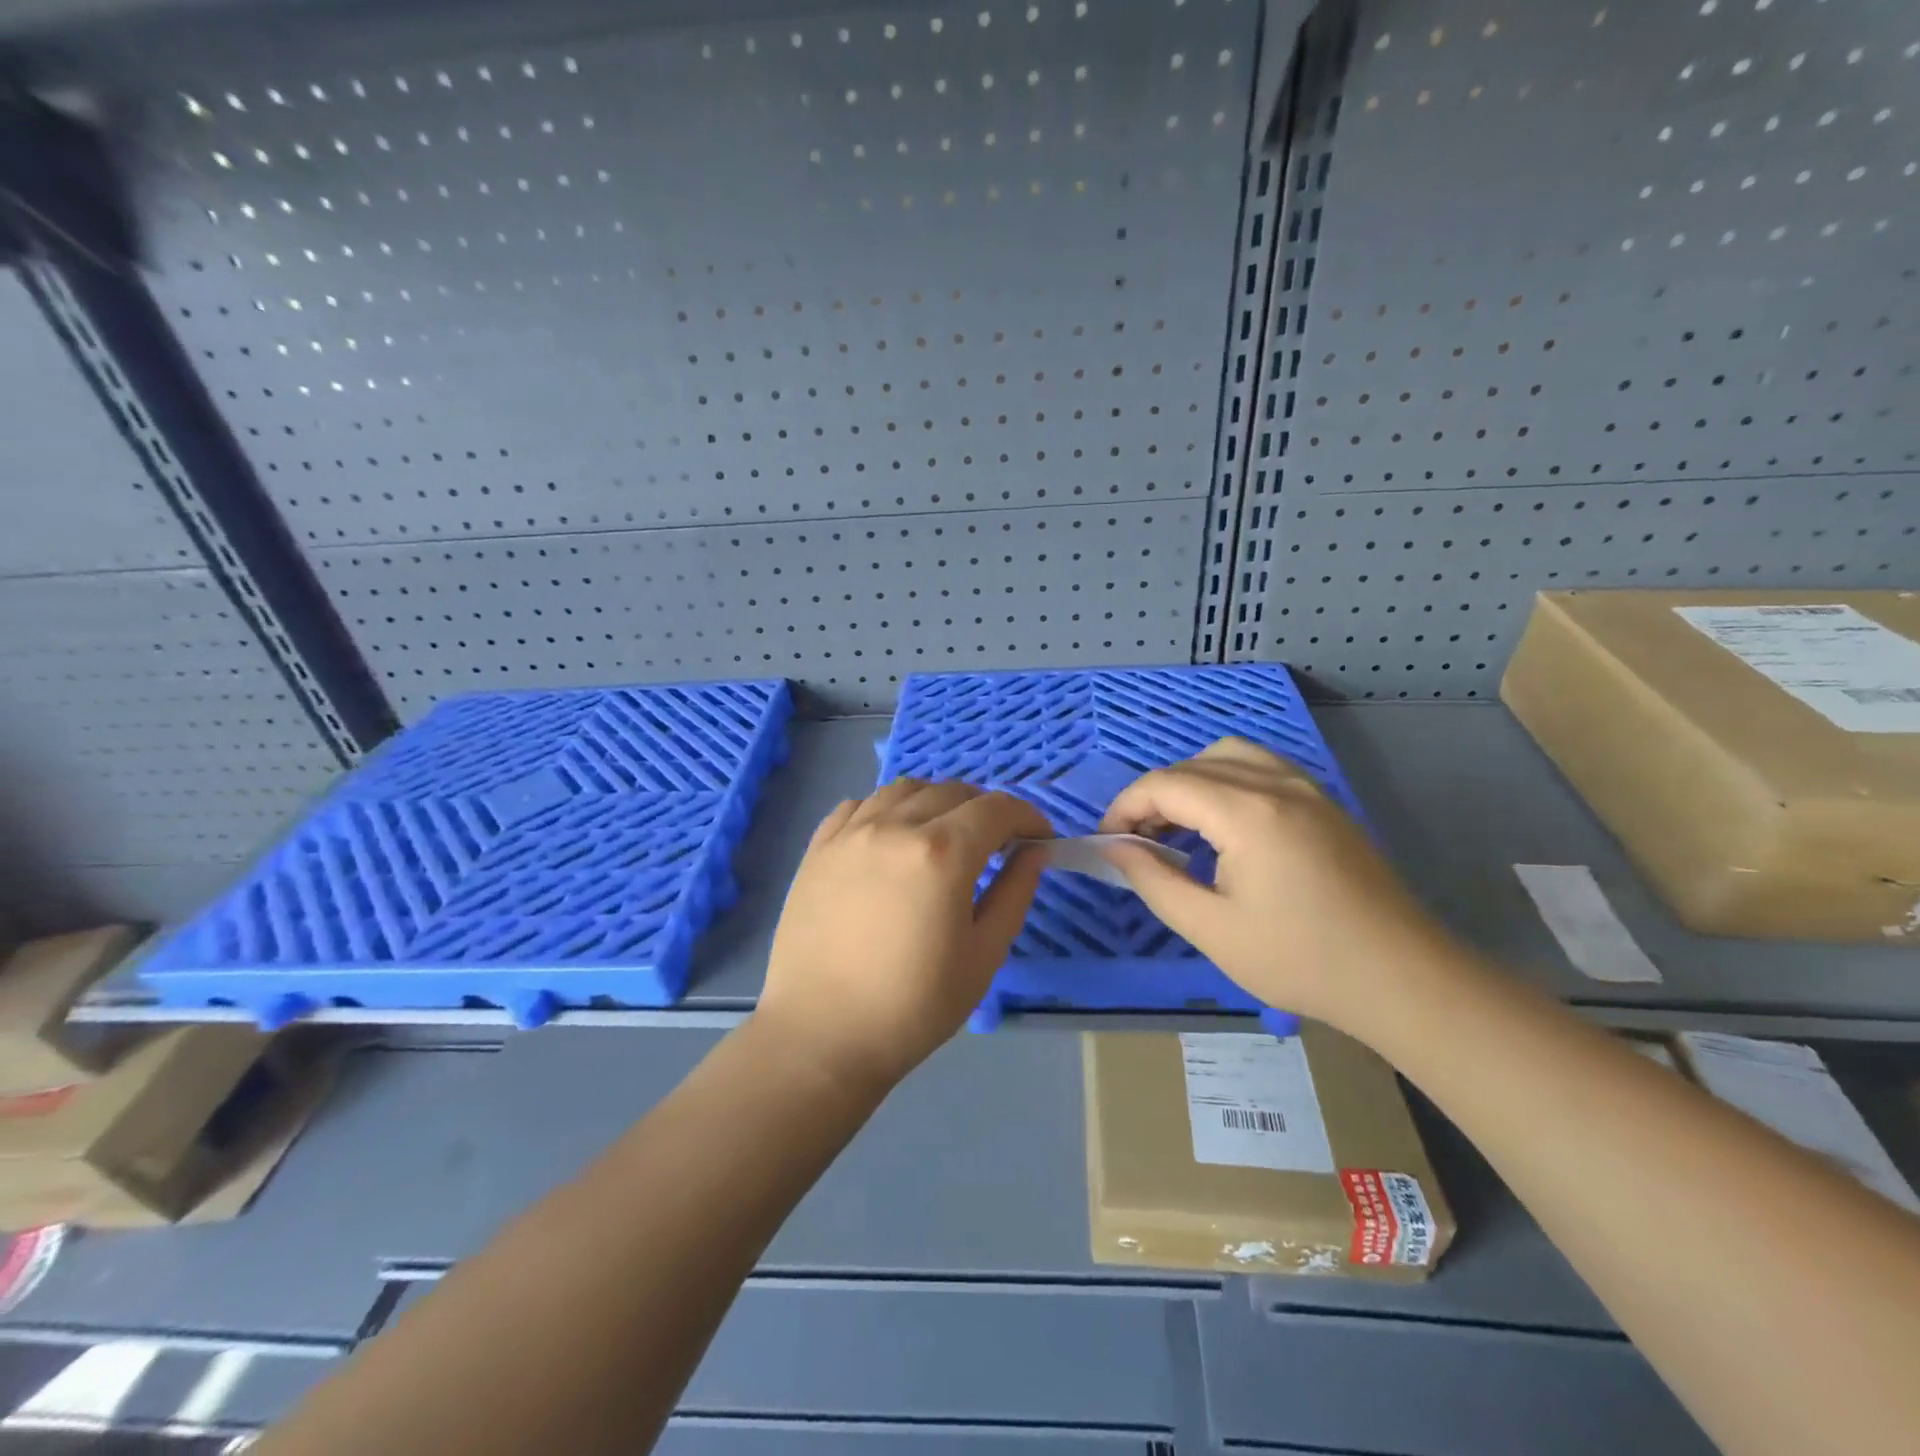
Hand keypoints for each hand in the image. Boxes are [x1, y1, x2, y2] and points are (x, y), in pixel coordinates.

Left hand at [757, 779, 1051, 1094]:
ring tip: (943, 835)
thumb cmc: (913, 1006)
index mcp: (942, 853)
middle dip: (985, 809)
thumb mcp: (983, 956)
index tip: (1039, 837)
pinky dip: (887, 809)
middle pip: (953, 791)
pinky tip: (891, 839)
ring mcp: (851, 832)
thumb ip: (1014, 894)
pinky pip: (860, 805)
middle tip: (996, 843)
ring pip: (905, 790)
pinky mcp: (819, 847)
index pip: (997, 808)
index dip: (1027, 816)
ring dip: (936, 802)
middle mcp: (895, 826)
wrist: (821, 1035)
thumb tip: (1034, 852)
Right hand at [1098, 738, 1454, 1033]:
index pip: (1164, 784)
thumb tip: (1114, 847)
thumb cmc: (1301, 960)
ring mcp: (1307, 788)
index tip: (1109, 843)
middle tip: (1138, 843)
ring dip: (1191, 782)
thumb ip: (1154, 880)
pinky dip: (1226, 781)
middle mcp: (1276, 783)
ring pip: (1229, 755)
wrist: (1402, 979)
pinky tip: (1224, 825)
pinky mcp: (1324, 802)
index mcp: (1247, 812)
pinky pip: (1261, 767)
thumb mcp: (1211, 929)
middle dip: (1154, 797)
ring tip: (1178, 828)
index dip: (1125, 808)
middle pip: (1193, 765)